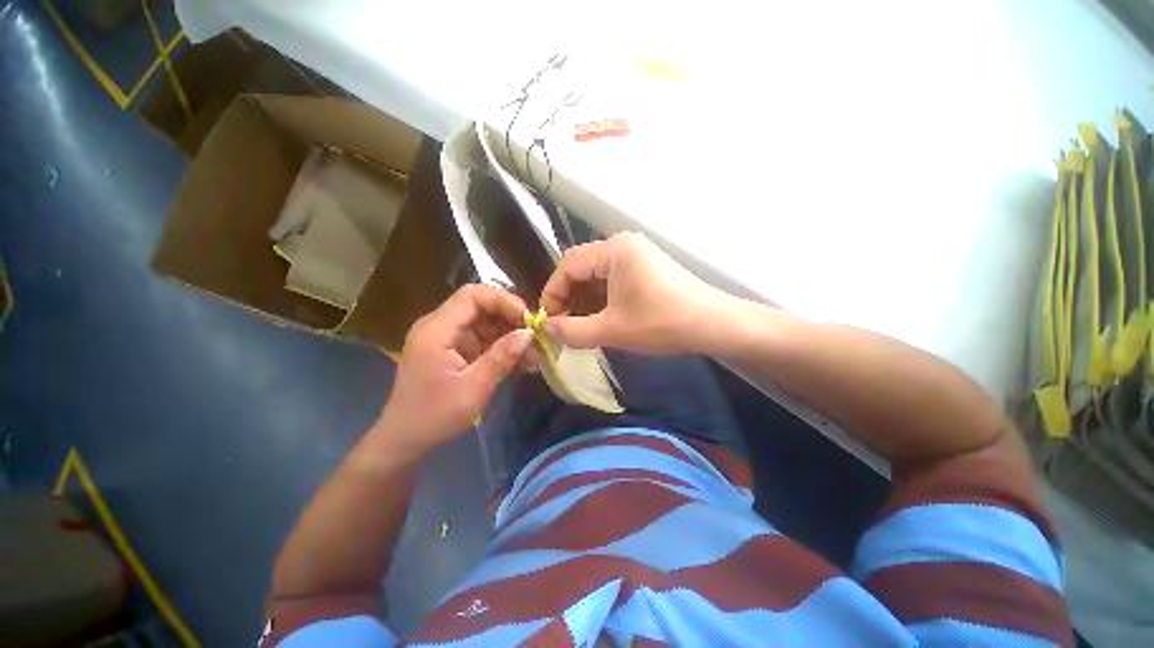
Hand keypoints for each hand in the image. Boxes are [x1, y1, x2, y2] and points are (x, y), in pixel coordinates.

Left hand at [375, 284, 533, 455]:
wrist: (405, 440)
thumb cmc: (435, 416)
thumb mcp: (473, 388)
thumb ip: (501, 357)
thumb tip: (529, 333)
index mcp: (437, 329)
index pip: (473, 295)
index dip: (504, 301)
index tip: (528, 320)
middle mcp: (440, 327)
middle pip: (481, 306)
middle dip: (511, 318)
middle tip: (535, 337)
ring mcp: (447, 339)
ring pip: (485, 323)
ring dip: (510, 335)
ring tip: (533, 354)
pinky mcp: (454, 351)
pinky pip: (482, 340)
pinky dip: (502, 348)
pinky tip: (521, 362)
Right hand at [540, 232, 728, 353]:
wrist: (714, 325)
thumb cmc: (661, 323)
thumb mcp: (611, 330)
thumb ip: (572, 331)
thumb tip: (545, 329)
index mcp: (614, 250)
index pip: (568, 265)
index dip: (553, 292)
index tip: (547, 319)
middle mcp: (624, 245)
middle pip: (582, 269)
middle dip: (569, 298)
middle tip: (562, 325)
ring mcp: (637, 256)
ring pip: (598, 277)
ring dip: (585, 301)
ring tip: (579, 326)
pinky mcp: (646, 269)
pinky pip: (614, 281)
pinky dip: (602, 300)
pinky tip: (600, 319)